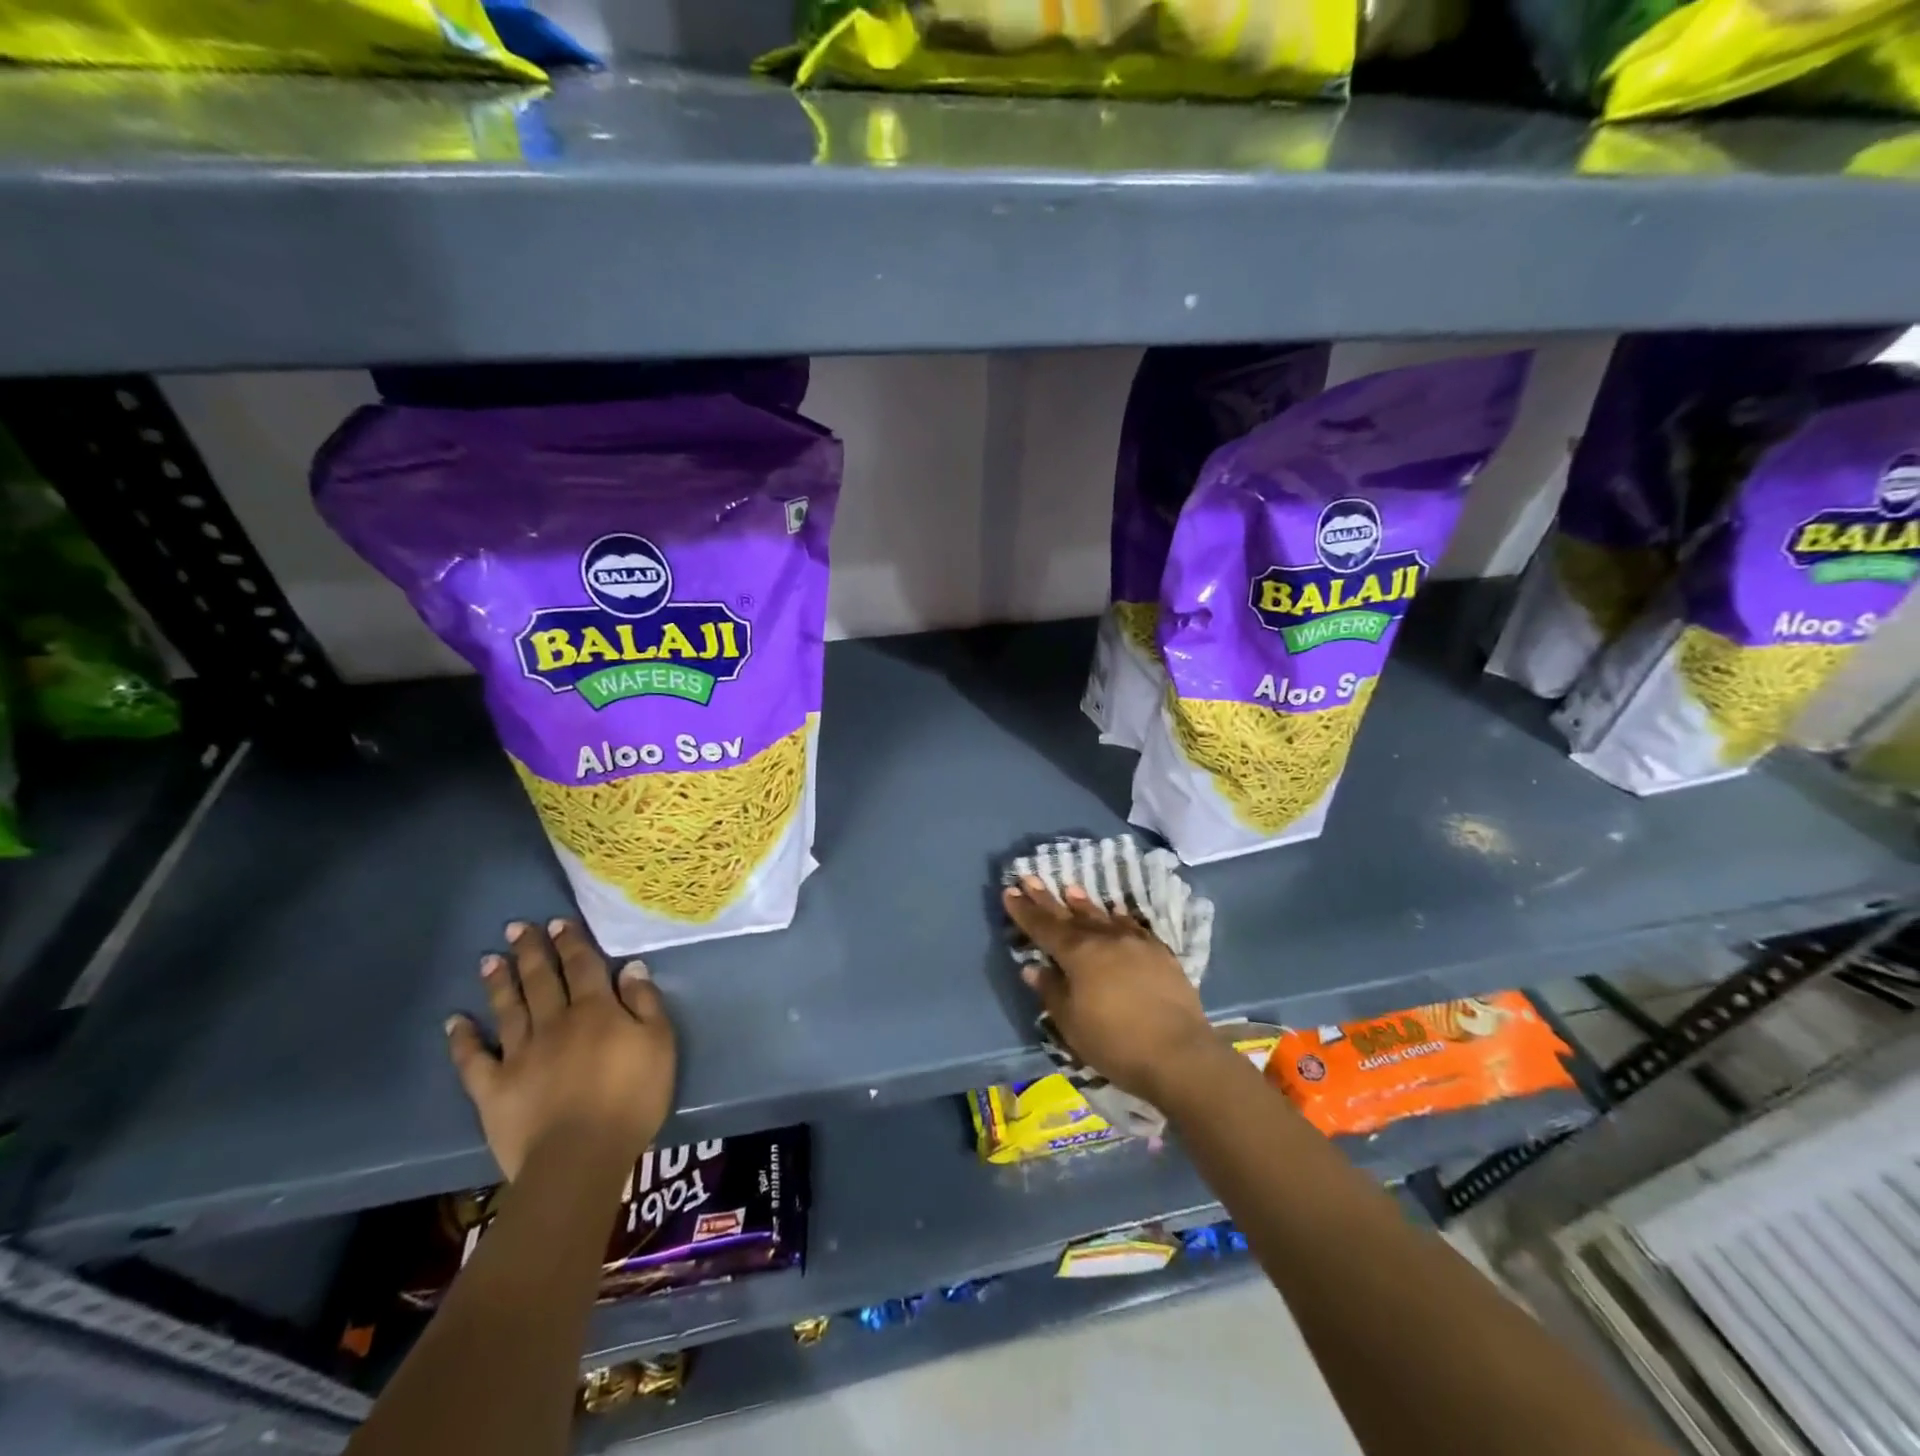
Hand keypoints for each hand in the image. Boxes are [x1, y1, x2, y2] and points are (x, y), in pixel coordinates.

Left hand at [447, 919, 675, 1182]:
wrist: (580, 1157)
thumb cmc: (632, 1098)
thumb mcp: (660, 1044)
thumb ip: (645, 1003)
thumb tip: (629, 967)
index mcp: (596, 1010)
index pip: (582, 966)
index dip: (571, 942)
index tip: (557, 922)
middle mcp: (554, 1023)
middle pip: (541, 980)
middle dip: (530, 951)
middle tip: (516, 927)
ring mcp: (519, 1055)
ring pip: (508, 1009)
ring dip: (499, 982)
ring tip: (489, 959)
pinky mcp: (493, 1089)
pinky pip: (474, 1060)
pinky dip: (463, 1039)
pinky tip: (454, 1022)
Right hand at [1003, 876, 1219, 1107]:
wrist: (1178, 1053)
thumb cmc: (1115, 1042)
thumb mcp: (1071, 1023)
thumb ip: (1052, 991)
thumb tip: (1033, 968)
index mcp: (1077, 954)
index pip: (1043, 927)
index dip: (1024, 910)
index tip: (1010, 891)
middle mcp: (1104, 939)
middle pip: (1070, 915)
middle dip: (1047, 898)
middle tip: (1030, 878)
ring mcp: (1135, 942)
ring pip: (1102, 916)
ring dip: (1083, 903)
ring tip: (1070, 888)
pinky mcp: (1160, 953)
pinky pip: (1132, 926)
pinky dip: (1118, 918)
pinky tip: (1114, 913)